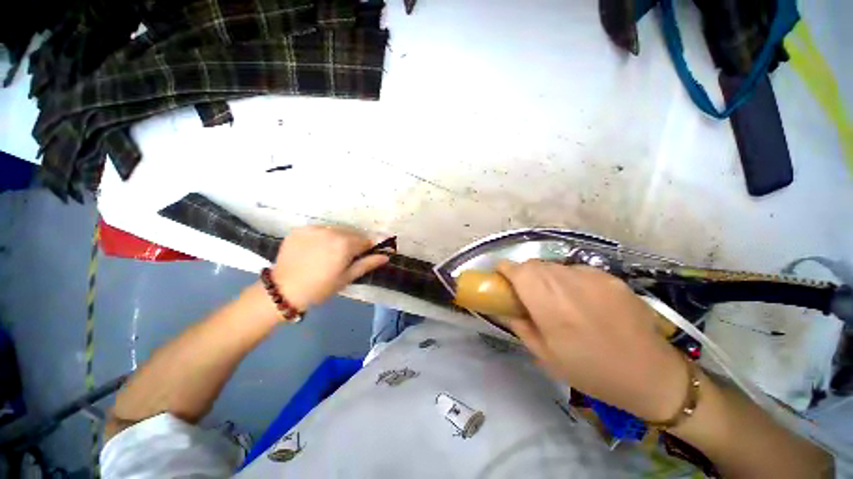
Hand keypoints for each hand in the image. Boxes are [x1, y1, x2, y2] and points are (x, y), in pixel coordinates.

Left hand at [271, 226, 389, 310]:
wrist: (284, 291)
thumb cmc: (320, 287)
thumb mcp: (347, 278)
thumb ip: (367, 264)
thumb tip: (386, 256)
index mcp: (345, 244)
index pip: (365, 240)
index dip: (366, 249)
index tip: (362, 257)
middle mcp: (331, 231)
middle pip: (351, 233)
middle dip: (352, 243)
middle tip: (344, 258)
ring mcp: (314, 229)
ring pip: (335, 230)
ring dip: (338, 238)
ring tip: (328, 253)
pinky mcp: (300, 229)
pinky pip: (319, 230)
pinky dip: (322, 237)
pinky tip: (315, 249)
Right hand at [497, 260, 687, 421]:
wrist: (650, 374)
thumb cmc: (591, 371)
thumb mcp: (545, 356)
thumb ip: (521, 327)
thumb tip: (507, 310)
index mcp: (550, 305)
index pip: (519, 271)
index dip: (505, 269)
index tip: (501, 277)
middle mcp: (569, 284)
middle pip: (534, 264)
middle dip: (523, 273)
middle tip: (526, 292)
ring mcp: (592, 277)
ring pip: (554, 265)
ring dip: (545, 276)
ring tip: (554, 297)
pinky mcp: (610, 277)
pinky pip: (577, 270)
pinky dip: (568, 279)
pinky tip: (580, 298)